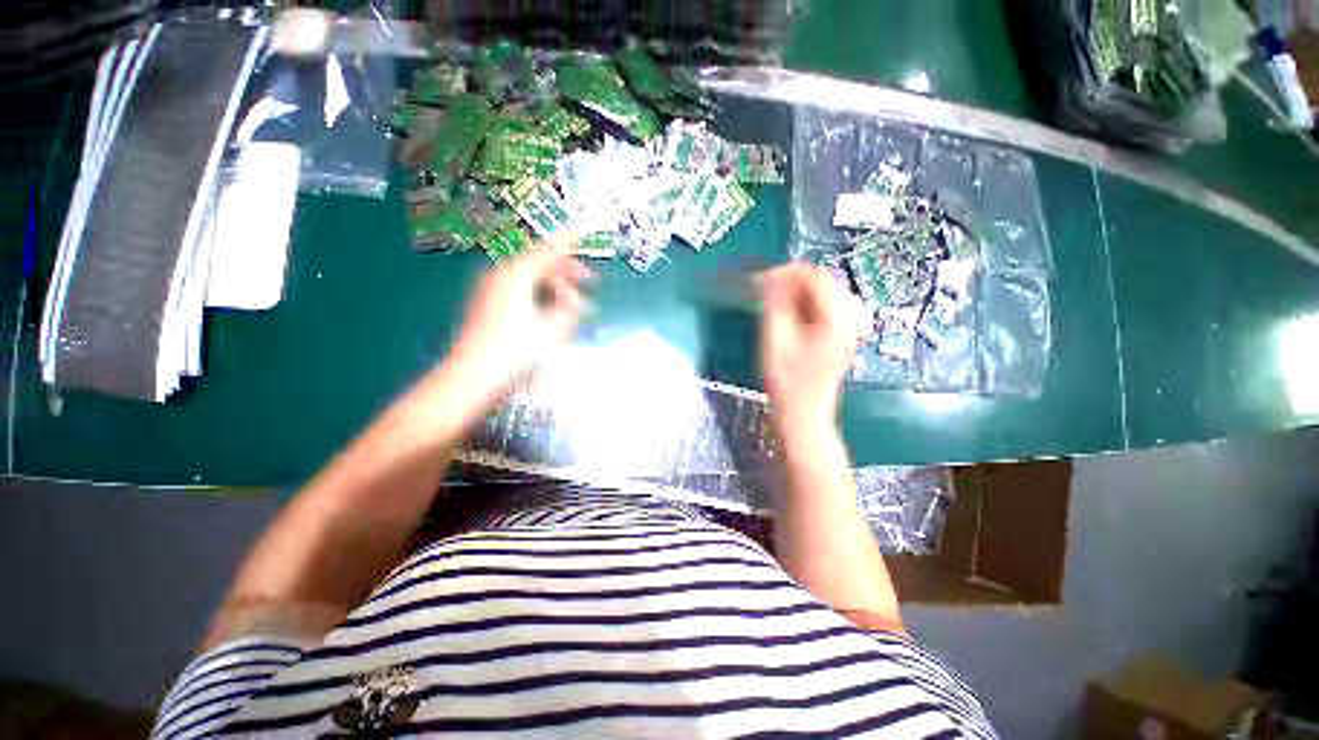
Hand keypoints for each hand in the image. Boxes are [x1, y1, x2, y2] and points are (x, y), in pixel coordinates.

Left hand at [448, 234, 593, 401]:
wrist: (472, 375)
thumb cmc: (515, 351)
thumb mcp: (552, 329)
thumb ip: (569, 308)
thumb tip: (577, 297)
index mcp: (517, 274)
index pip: (548, 250)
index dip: (568, 242)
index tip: (583, 233)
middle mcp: (501, 275)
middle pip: (539, 263)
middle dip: (566, 272)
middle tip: (590, 282)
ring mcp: (491, 289)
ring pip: (530, 278)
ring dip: (554, 287)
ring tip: (574, 306)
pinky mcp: (488, 304)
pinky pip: (519, 289)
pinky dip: (539, 295)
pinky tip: (550, 312)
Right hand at [758, 264, 867, 428]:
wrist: (804, 414)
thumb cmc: (786, 382)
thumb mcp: (774, 340)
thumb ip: (775, 305)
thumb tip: (772, 278)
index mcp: (836, 319)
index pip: (816, 277)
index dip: (787, 273)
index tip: (762, 279)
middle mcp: (850, 319)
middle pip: (824, 281)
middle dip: (792, 281)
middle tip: (765, 291)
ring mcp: (850, 327)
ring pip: (824, 293)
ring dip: (798, 292)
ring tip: (774, 303)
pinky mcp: (843, 335)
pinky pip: (826, 306)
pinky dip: (806, 304)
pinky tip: (791, 314)